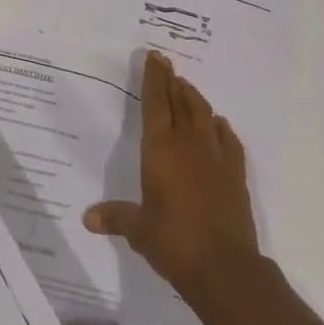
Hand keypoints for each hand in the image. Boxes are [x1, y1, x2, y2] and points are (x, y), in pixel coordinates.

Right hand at [83, 51, 259, 303]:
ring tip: (186, 87)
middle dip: (171, 80)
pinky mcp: (236, 172)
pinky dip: (220, 127)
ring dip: (194, 97)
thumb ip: (115, 217)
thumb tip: (87, 218)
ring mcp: (215, 155)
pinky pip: (228, 139)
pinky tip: (218, 124)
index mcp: (160, 149)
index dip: (154, 78)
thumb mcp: (139, 230)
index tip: (154, 57)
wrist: (225, 267)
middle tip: (166, 64)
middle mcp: (188, 143)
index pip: (156, 103)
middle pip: (180, 101)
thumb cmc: (174, 242)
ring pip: (204, 113)